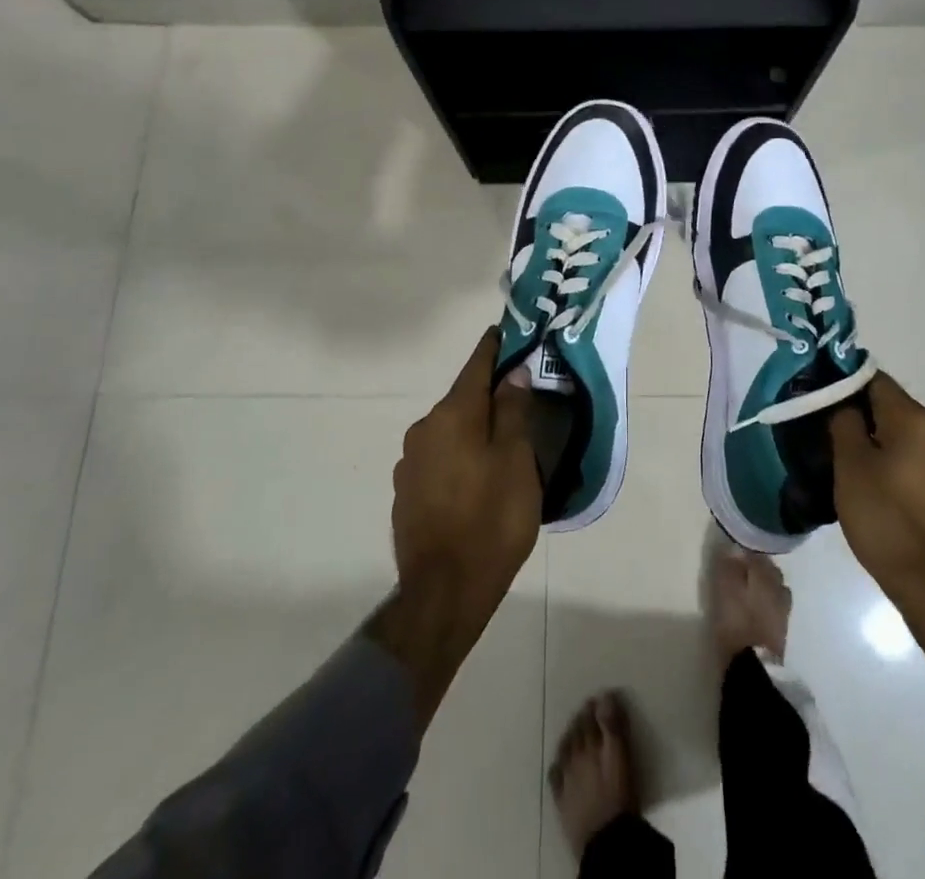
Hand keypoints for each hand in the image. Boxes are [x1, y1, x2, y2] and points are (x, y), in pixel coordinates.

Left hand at [392, 326, 540, 615]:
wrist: (443, 593)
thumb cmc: (491, 519)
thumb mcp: (516, 460)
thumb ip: (512, 411)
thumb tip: (511, 374)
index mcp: (452, 414)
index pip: (476, 365)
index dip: (495, 347)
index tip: (508, 332)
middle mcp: (424, 429)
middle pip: (462, 399)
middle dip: (488, 394)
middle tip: (519, 398)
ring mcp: (409, 462)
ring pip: (450, 430)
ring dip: (473, 429)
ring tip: (501, 444)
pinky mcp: (405, 491)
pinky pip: (439, 458)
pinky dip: (459, 455)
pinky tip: (476, 478)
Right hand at [829, 370, 924, 604]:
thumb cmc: (886, 518)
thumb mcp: (851, 465)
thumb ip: (843, 422)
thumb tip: (842, 402)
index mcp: (913, 419)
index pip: (873, 378)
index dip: (842, 381)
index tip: (816, 396)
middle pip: (888, 406)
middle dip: (855, 413)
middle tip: (821, 429)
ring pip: (899, 435)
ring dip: (871, 440)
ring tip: (840, 459)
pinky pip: (911, 460)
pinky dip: (888, 462)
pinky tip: (868, 484)